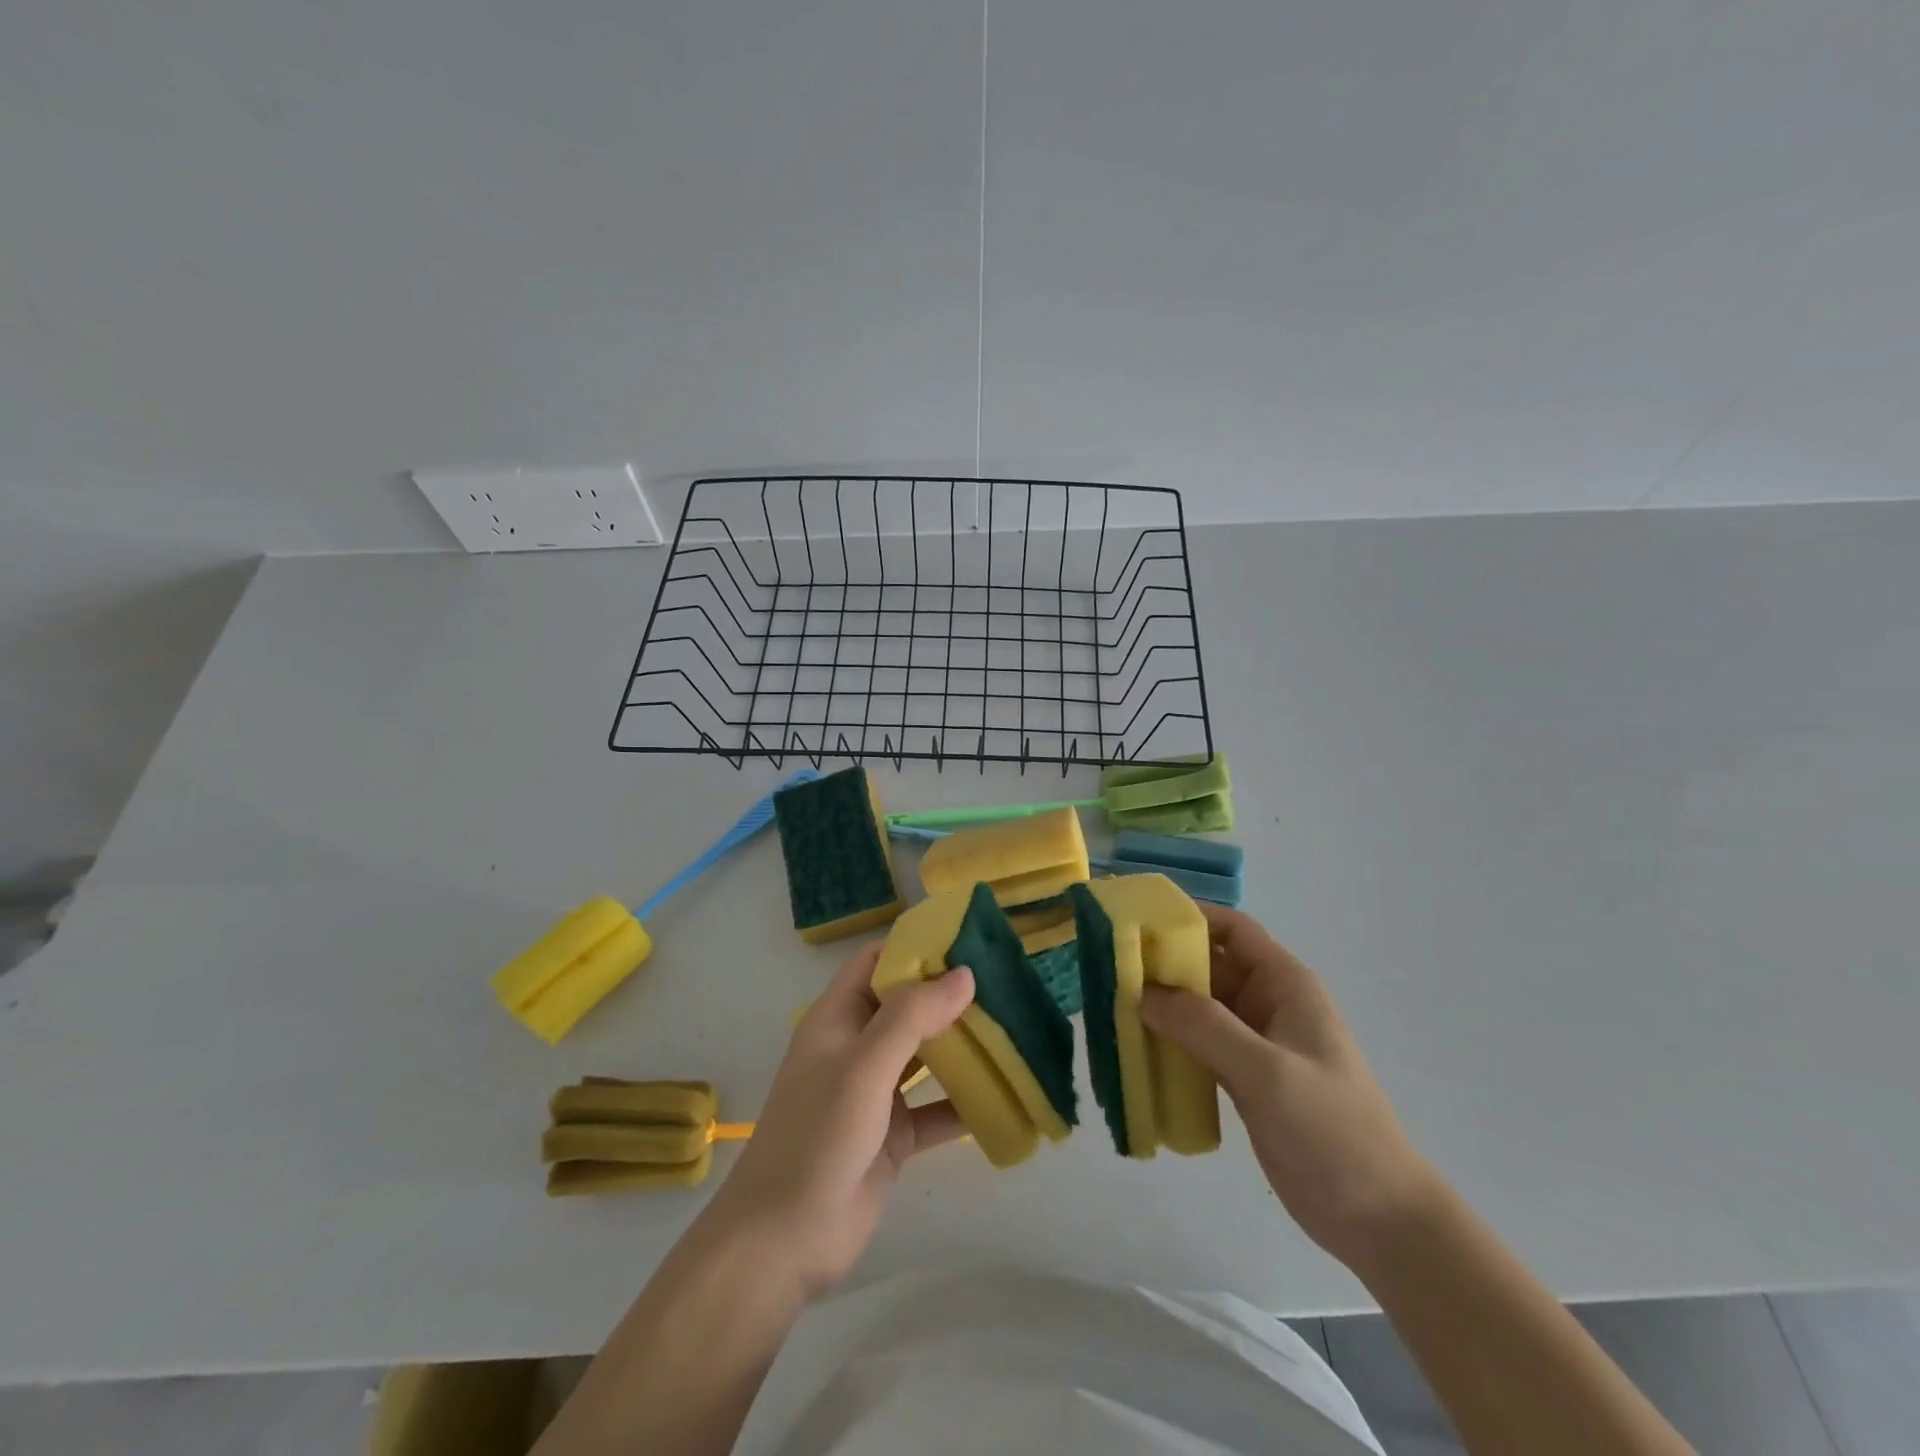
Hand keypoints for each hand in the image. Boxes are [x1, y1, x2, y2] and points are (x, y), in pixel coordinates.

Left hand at [698, 944, 974, 1298]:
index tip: (965, 940)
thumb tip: (964, 973)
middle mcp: (857, 1048)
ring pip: (926, 1056)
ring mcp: (876, 1093)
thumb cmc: (816, 1138)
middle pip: (907, 1006)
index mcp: (837, 1019)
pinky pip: (937, 1109)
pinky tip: (1006, 1096)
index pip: (876, 963)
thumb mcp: (862, 1068)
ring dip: (962, 1045)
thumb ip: (911, 1017)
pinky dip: (966, 1103)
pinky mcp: (895, 1136)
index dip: (914, 947)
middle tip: (1004, 982)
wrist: (784, 1242)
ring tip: (1012, 1027)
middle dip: (949, 994)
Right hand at [1142, 905, 1441, 1264]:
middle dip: (1162, 963)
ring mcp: (1255, 1042)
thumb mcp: (1267, 1072)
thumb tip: (1143, 993)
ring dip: (1161, 1005)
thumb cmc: (1332, 1131)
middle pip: (1207, 966)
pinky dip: (1169, 1041)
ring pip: (1198, 1006)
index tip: (1136, 921)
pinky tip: (1136, 1050)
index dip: (1188, 917)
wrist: (1378, 1220)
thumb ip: (1205, 1027)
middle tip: (1108, 967)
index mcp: (1285, 984)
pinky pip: (1198, 1044)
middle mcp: (1268, 1003)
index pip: (1231, 929)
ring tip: (1111, 1005)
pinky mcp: (1244, 1078)